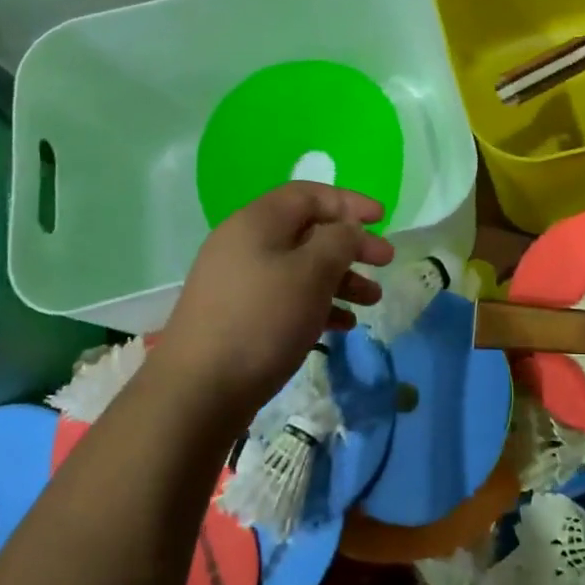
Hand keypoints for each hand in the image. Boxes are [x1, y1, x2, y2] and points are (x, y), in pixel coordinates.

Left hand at [158, 183, 395, 423]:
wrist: (197, 391)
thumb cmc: (262, 320)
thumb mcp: (311, 273)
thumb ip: (338, 241)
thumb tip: (346, 228)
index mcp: (258, 221)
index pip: (309, 194)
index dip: (348, 201)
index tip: (382, 218)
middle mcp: (244, 243)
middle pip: (307, 231)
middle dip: (350, 245)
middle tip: (386, 261)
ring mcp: (239, 281)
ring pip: (299, 267)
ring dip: (339, 278)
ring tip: (372, 300)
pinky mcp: (238, 315)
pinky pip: (286, 297)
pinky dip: (316, 303)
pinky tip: (342, 325)